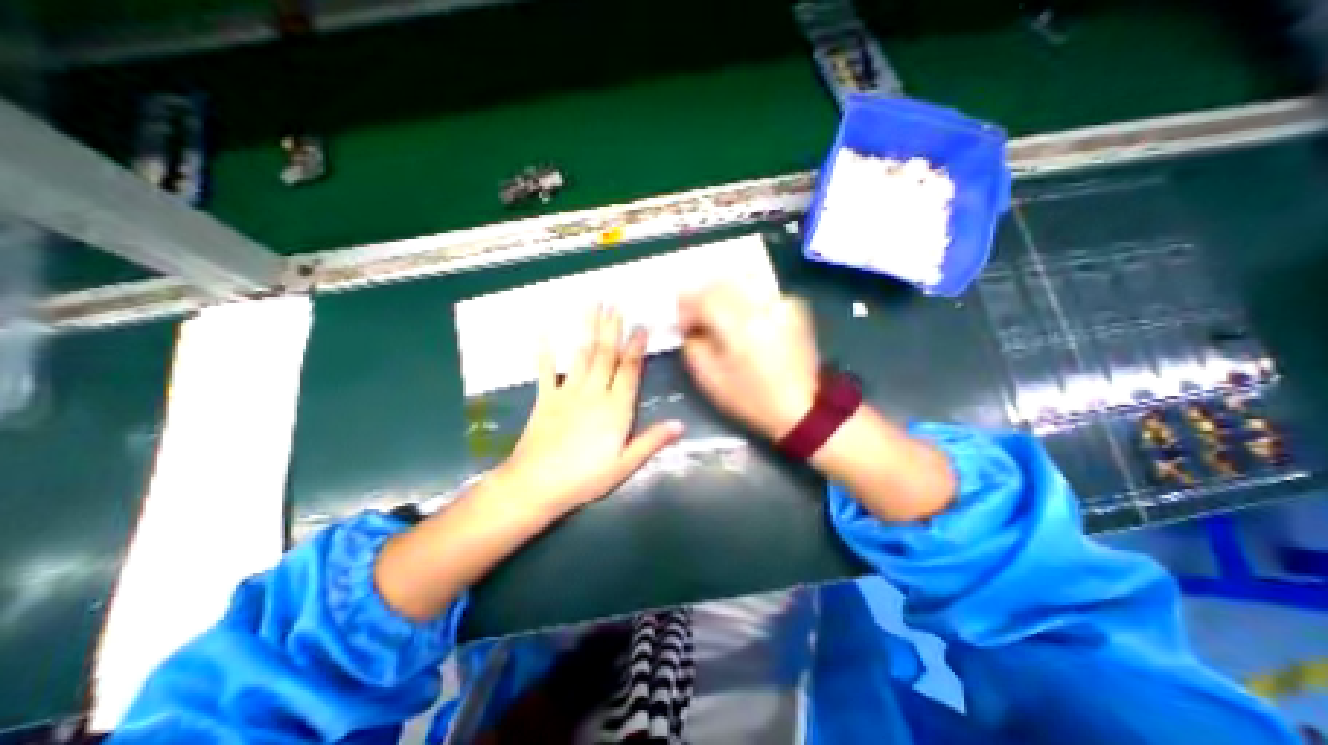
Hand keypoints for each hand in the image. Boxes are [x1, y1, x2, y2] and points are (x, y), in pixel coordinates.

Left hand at [496, 306, 683, 515]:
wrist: (537, 485)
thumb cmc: (585, 478)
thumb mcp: (625, 465)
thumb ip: (652, 441)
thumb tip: (681, 425)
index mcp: (616, 408)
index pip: (629, 369)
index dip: (636, 346)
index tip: (640, 325)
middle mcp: (594, 393)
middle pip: (606, 354)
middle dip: (612, 327)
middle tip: (616, 302)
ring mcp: (568, 392)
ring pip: (582, 354)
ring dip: (588, 328)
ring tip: (592, 305)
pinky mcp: (545, 398)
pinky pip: (545, 370)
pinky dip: (545, 350)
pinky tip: (545, 330)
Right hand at [685, 283, 821, 434]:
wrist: (801, 407)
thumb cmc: (750, 398)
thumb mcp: (709, 378)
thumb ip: (693, 345)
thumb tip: (691, 327)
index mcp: (738, 325)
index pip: (701, 298)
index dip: (685, 308)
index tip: (683, 325)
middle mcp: (760, 305)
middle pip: (720, 283)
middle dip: (701, 297)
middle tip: (695, 316)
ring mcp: (780, 303)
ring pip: (741, 282)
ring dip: (722, 294)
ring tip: (716, 314)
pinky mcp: (793, 307)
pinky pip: (760, 291)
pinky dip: (745, 297)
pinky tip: (742, 316)